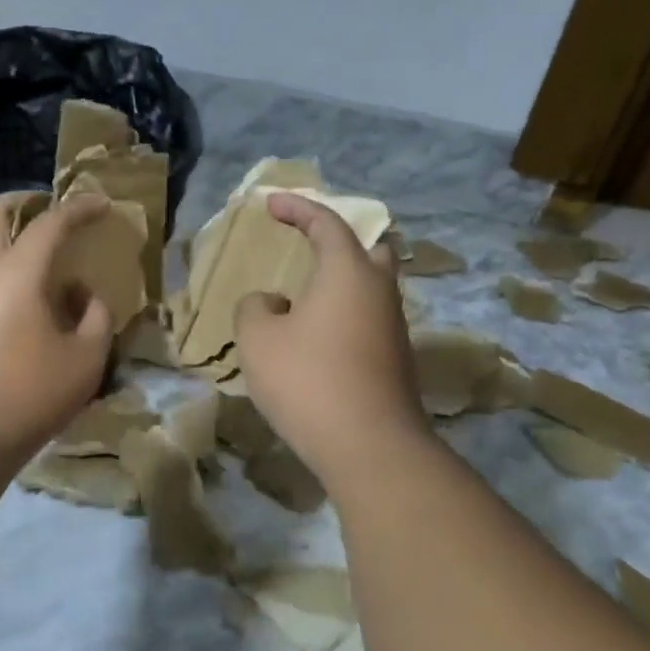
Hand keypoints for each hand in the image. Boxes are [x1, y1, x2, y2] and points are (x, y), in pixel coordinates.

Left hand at [0, 191, 115, 466]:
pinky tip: (27, 307)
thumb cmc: (27, 396)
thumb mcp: (84, 360)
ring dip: (11, 241)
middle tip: (50, 211)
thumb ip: (96, 319)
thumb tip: (86, 297)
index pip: (50, 222)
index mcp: (16, 272)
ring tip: (48, 269)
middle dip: (22, 201)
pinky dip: (3, 273)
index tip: (101, 204)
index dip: (79, 208)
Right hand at [234, 193, 431, 483]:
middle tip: (310, 244)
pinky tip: (315, 338)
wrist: (369, 446)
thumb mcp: (258, 338)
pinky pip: (367, 320)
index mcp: (348, 272)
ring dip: (339, 283)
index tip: (270, 204)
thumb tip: (271, 303)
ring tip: (302, 298)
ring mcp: (393, 329)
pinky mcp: (394, 362)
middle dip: (339, 241)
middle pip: (369, 250)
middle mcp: (379, 292)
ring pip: (370, 288)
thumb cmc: (308, 379)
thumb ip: (255, 308)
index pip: (326, 223)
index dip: (297, 208)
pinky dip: (343, 314)